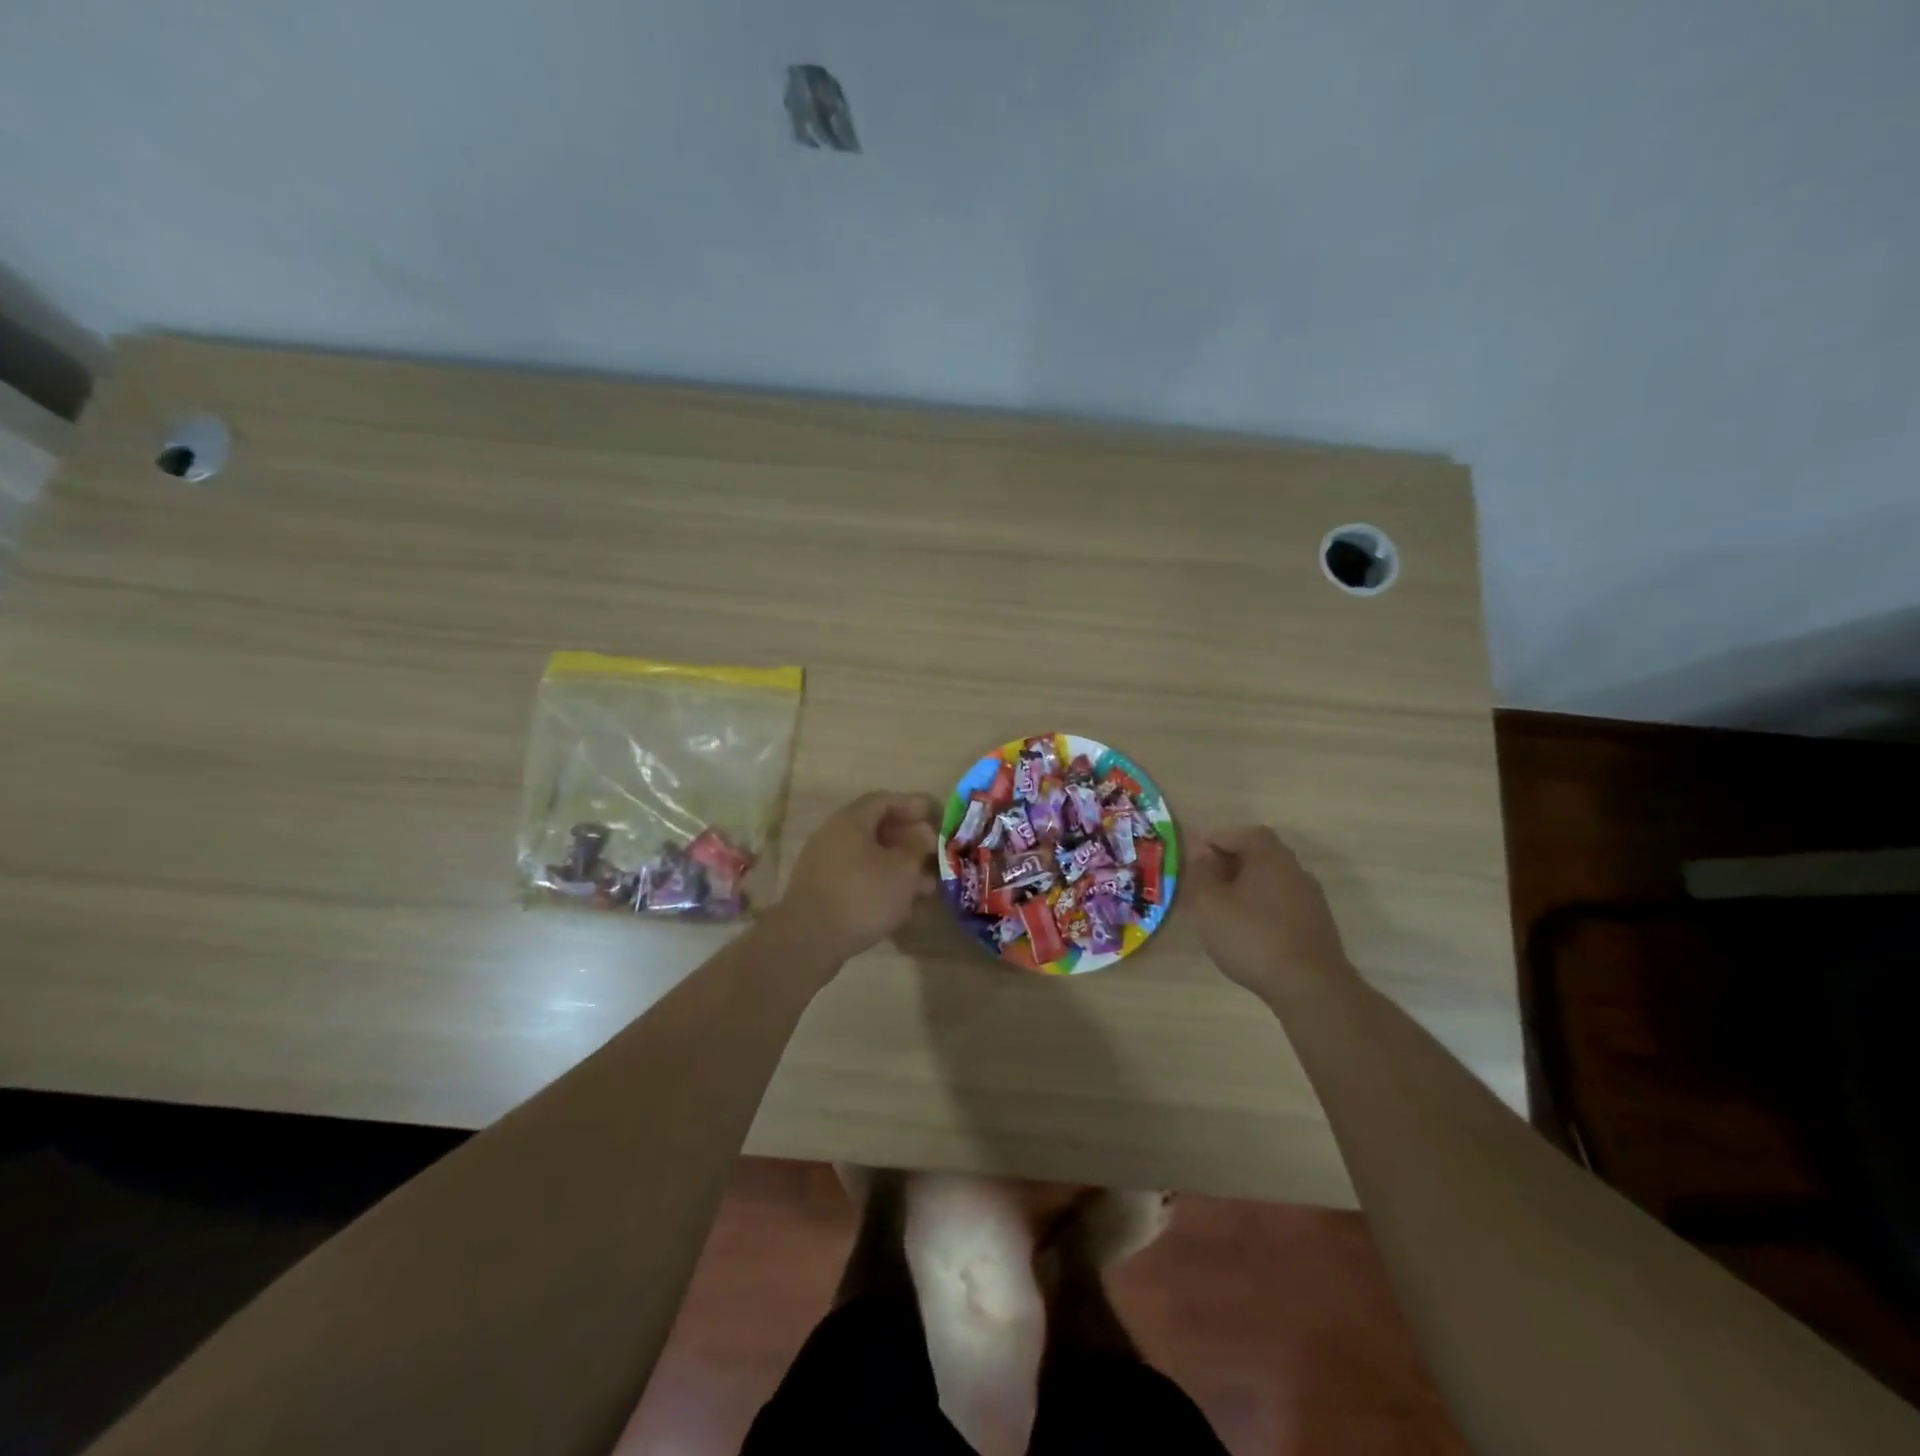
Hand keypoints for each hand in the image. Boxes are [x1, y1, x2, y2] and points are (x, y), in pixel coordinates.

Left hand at [764, 791, 940, 966]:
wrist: (809, 940)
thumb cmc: (862, 895)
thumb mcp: (902, 870)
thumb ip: (917, 848)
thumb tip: (923, 834)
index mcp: (851, 821)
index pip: (884, 800)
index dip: (912, 805)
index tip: (935, 816)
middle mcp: (833, 836)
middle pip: (876, 829)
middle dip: (909, 841)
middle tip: (934, 853)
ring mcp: (825, 865)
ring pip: (869, 858)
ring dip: (899, 867)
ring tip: (927, 887)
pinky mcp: (822, 892)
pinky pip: (858, 879)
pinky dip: (882, 885)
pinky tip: (903, 906)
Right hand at [1187, 826, 1355, 998]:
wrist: (1310, 987)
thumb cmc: (1252, 937)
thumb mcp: (1210, 903)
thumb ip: (1201, 872)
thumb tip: (1200, 851)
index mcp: (1270, 856)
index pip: (1242, 833)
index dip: (1216, 841)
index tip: (1196, 860)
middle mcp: (1295, 869)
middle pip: (1259, 855)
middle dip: (1230, 864)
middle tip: (1206, 884)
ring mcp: (1311, 898)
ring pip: (1272, 881)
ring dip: (1247, 888)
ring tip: (1224, 910)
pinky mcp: (1317, 925)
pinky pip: (1283, 904)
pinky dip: (1263, 908)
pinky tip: (1249, 932)